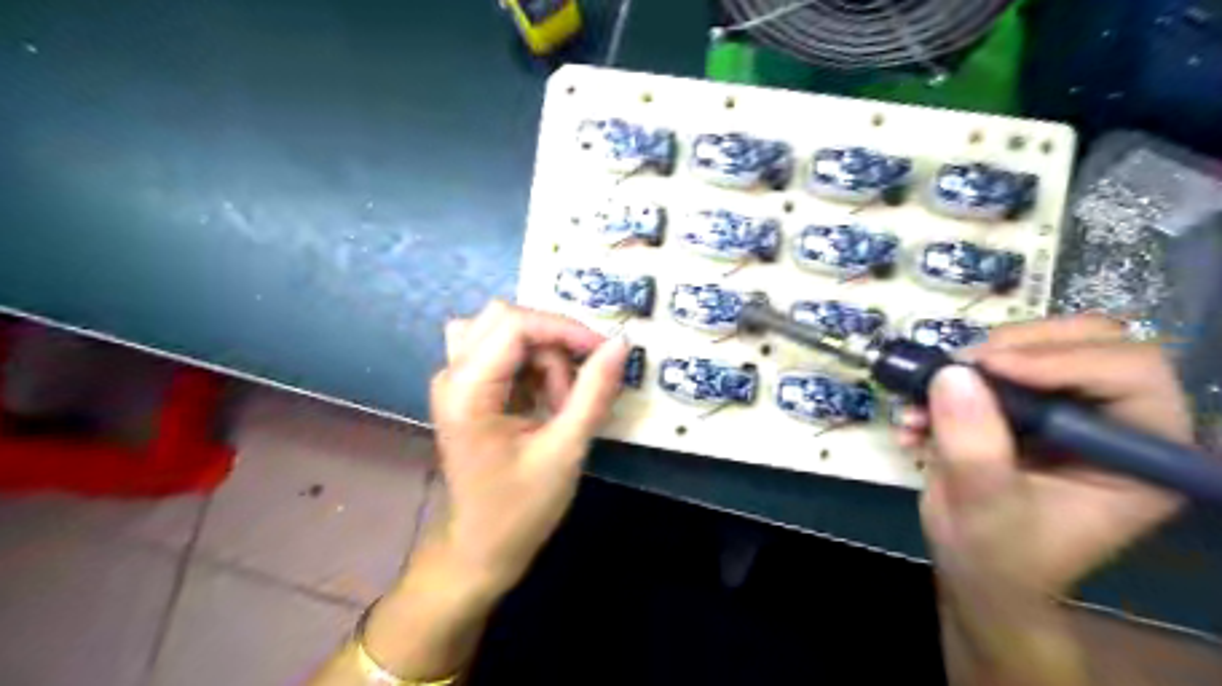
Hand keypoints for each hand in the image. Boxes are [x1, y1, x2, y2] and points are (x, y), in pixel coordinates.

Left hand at [425, 300, 624, 595]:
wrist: (482, 548)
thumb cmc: (521, 508)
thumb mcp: (566, 450)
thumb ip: (594, 392)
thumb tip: (620, 343)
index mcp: (467, 391)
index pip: (514, 324)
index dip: (564, 328)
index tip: (603, 352)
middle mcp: (451, 374)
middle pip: (506, 318)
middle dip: (552, 344)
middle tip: (574, 390)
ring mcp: (455, 379)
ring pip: (505, 331)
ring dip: (542, 356)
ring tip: (557, 402)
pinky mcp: (468, 387)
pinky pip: (503, 351)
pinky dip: (532, 366)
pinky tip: (543, 402)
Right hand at [905, 316, 1195, 594]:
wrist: (974, 569)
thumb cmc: (999, 555)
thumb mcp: (986, 506)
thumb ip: (974, 445)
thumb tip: (952, 374)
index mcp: (1142, 453)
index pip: (1130, 373)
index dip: (1060, 360)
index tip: (986, 369)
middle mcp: (1113, 422)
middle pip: (1086, 341)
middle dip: (1014, 348)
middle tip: (958, 368)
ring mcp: (1064, 410)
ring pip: (1034, 346)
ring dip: (969, 366)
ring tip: (923, 399)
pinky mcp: (1020, 407)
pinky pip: (989, 368)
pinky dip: (945, 384)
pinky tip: (914, 418)